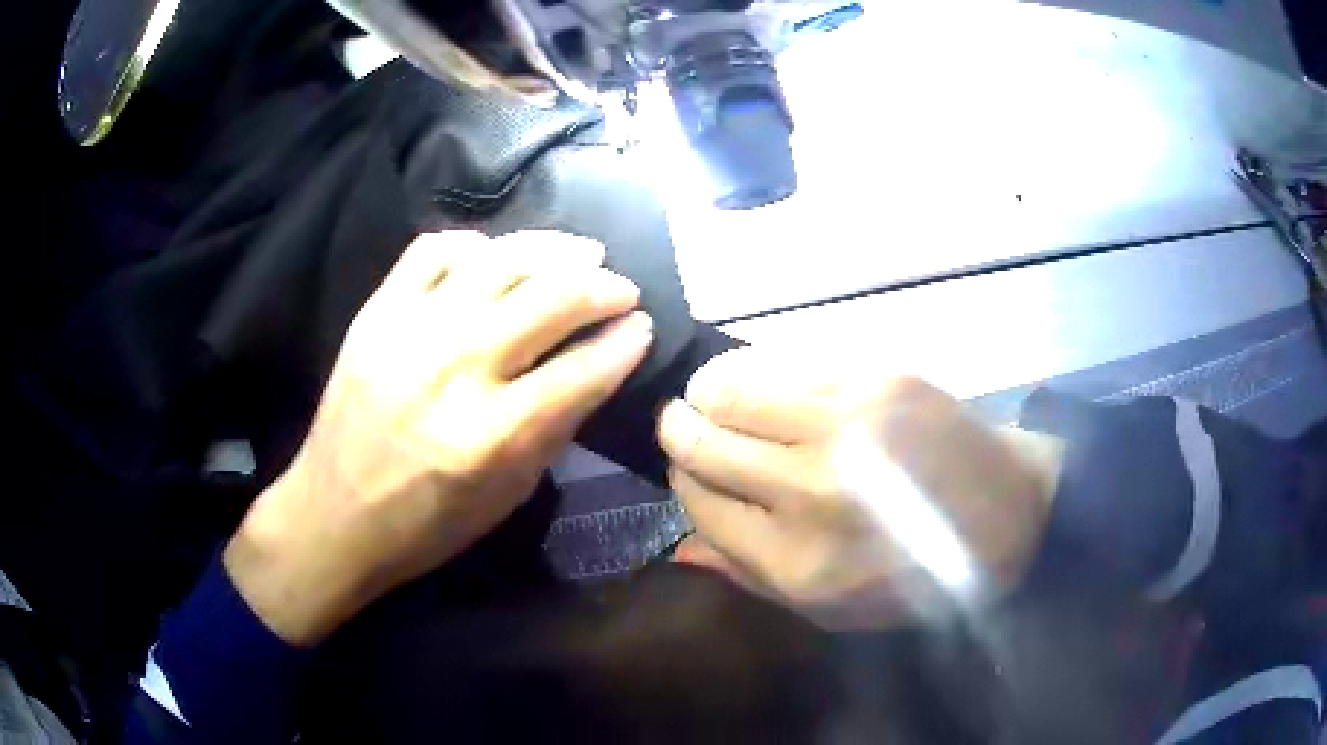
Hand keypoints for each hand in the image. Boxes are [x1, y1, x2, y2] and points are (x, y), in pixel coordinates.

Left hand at [225, 231, 653, 644]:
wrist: (333, 514)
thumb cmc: (425, 525)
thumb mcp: (507, 498)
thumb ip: (554, 430)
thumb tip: (596, 369)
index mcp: (492, 435)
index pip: (583, 369)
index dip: (625, 342)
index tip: (643, 327)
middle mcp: (456, 369)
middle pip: (551, 299)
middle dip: (603, 287)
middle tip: (622, 288)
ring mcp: (410, 330)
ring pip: (500, 260)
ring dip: (554, 250)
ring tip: (581, 252)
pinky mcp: (377, 311)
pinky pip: (433, 250)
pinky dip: (474, 244)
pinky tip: (496, 256)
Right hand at [658, 350, 1063, 629]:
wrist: (1010, 513)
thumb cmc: (919, 576)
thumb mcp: (831, 610)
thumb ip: (748, 575)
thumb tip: (678, 544)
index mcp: (797, 560)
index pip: (700, 501)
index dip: (682, 479)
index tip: (685, 469)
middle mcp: (813, 489)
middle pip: (705, 442)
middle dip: (678, 428)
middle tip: (678, 420)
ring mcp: (848, 424)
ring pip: (735, 390)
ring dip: (710, 392)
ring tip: (710, 395)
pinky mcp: (879, 378)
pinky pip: (789, 365)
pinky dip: (763, 375)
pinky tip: (768, 385)